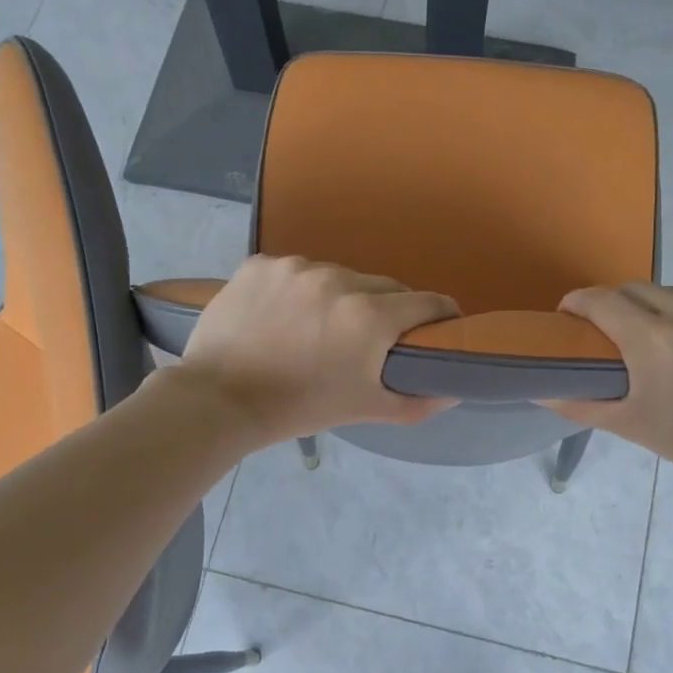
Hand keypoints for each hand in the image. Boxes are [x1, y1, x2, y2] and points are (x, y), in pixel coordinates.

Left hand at [170, 255, 459, 445]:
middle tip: (373, 336)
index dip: (442, 315)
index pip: (428, 302)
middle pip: (383, 286)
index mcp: (369, 316)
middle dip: (388, 308)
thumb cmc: (299, 408)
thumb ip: (417, 400)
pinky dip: (298, 289)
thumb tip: (454, 391)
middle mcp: (337, 280)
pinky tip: (283, 315)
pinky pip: (295, 271)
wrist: (218, 400)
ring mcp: (295, 267)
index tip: (441, 326)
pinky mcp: (260, 264)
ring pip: (338, 275)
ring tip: (319, 326)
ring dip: (340, 296)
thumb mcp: (364, 409)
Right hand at [549, 284, 672, 491]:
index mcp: (653, 338)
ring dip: (670, 311)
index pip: (600, 299)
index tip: (572, 315)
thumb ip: (579, 403)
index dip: (579, 304)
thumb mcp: (631, 425)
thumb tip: (538, 389)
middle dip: (620, 306)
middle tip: (620, 332)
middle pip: (638, 290)